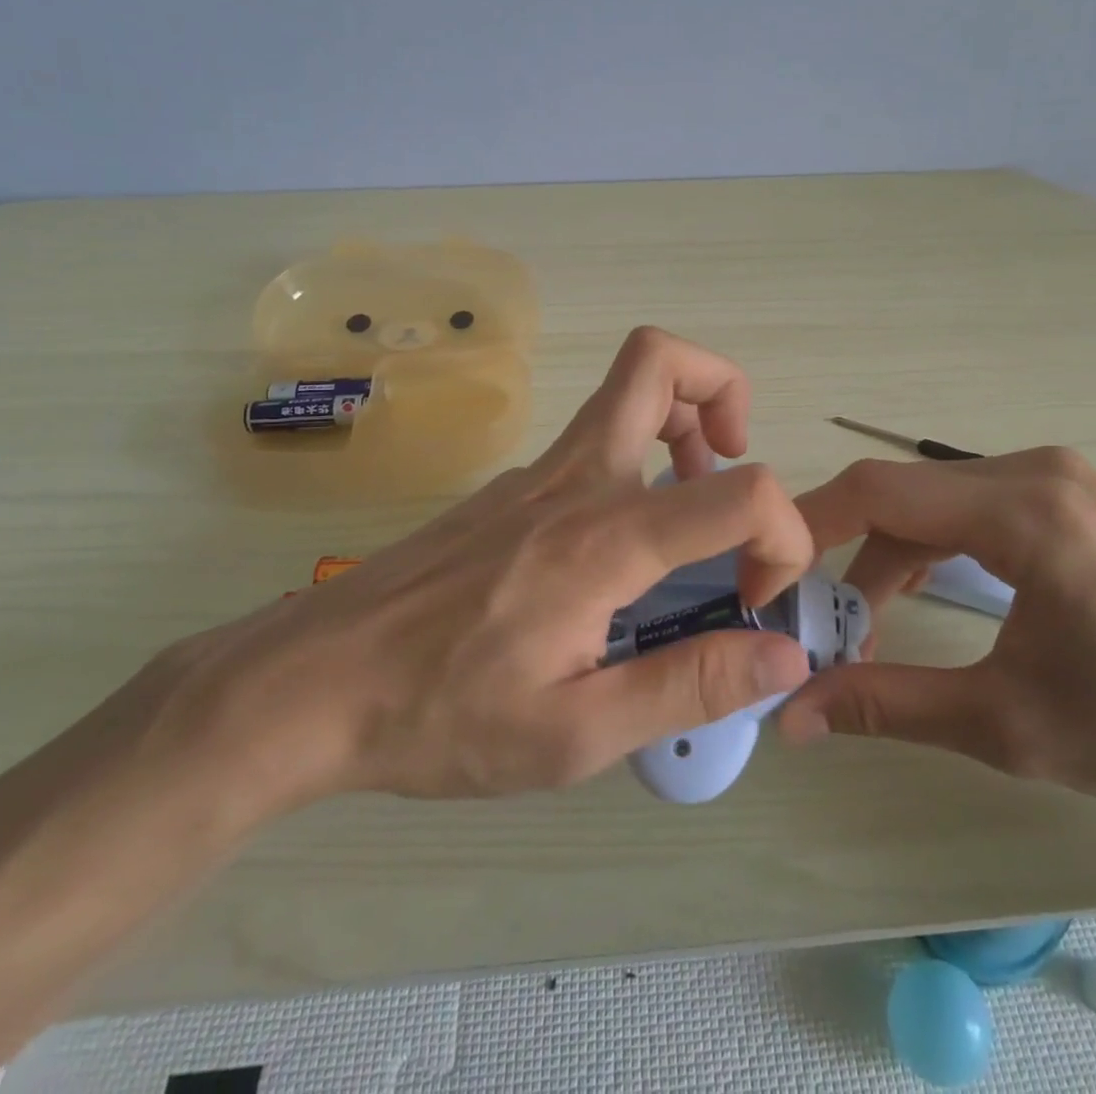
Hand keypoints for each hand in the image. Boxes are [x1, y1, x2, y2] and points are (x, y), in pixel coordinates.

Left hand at [148, 327, 814, 808]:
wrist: (311, 682)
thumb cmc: (440, 715)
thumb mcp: (575, 734)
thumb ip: (689, 686)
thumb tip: (785, 658)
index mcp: (605, 541)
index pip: (741, 491)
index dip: (782, 536)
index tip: (757, 600)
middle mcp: (577, 480)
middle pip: (659, 361)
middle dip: (723, 391)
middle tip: (730, 466)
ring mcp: (537, 475)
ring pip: (624, 390)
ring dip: (682, 421)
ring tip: (689, 506)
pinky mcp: (511, 488)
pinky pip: (594, 441)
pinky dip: (638, 460)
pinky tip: (620, 553)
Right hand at [777, 448, 1095, 816]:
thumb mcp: (1010, 725)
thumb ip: (889, 706)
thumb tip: (792, 715)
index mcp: (1022, 510)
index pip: (876, 491)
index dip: (807, 530)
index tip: (769, 582)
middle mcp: (1033, 471)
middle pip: (901, 496)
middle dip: (847, 557)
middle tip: (819, 624)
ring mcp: (1056, 478)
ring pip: (934, 501)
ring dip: (890, 556)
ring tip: (872, 626)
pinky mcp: (1071, 498)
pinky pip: (972, 508)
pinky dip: (933, 549)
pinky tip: (930, 598)